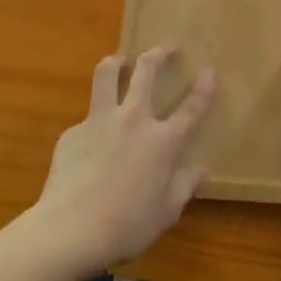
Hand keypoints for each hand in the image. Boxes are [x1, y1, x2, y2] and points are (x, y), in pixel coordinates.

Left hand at [33, 48, 215, 269]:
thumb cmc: (126, 226)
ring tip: (119, 61)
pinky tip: (88, 144)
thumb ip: (185, 187)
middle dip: (157, 54)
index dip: (204, 88)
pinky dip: (92, 122)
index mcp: (163, 141)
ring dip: (116, 62)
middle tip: (164, 50)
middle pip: (146, 72)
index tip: (210, 70)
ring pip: (107, 74)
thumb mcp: (166, 213)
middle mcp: (134, 119)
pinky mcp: (73, 132)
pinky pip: (86, 118)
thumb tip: (202, 171)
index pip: (191, 108)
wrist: (70, 230)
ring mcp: (101, 121)